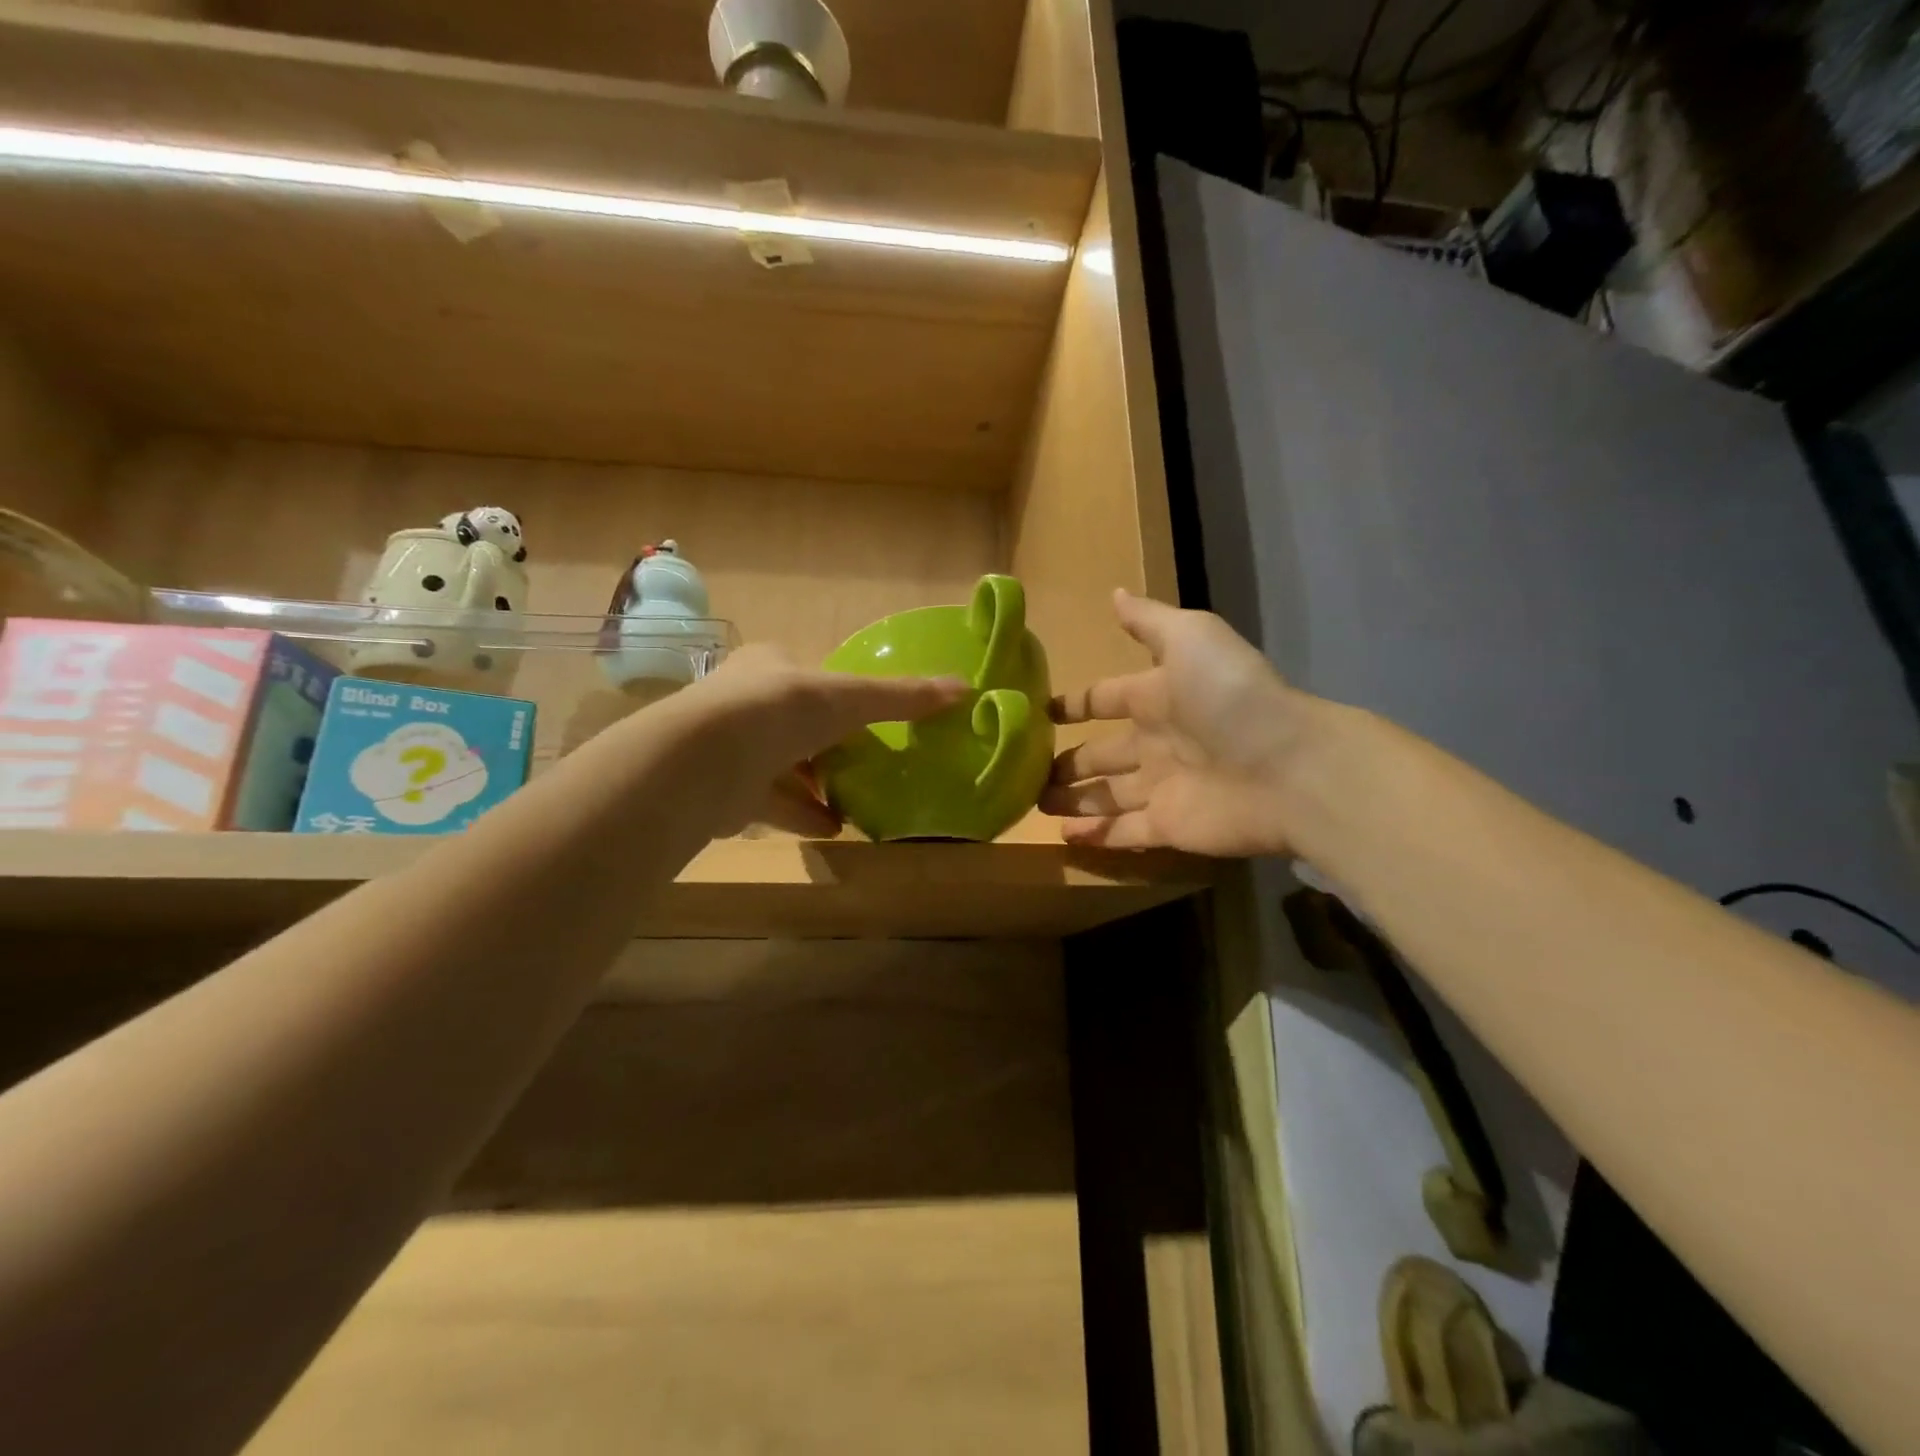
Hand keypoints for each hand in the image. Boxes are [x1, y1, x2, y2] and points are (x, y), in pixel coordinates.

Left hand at [670, 643, 966, 837]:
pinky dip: (803, 815)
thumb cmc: (782, 710)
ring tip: (857, 804)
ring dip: (817, 786)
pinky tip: (834, 829)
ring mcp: (732, 750)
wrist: (708, 760)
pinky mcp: (725, 793)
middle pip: (795, 725)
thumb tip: (965, 688)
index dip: (839, 698)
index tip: (866, 721)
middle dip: (828, 747)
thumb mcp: (851, 698)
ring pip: (783, 768)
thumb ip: (902, 696)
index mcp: (769, 667)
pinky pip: (773, 804)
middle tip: (866, 765)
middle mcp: (745, 704)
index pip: (808, 679)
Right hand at [1041, 590, 1309, 855]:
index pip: (1105, 699)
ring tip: (1034, 803)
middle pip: (1101, 754)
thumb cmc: (1231, 696)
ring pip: (1106, 795)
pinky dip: (1095, 835)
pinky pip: (1123, 832)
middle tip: (1025, 770)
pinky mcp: (1169, 828)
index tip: (1039, 713)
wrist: (1288, 768)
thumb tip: (1113, 593)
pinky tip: (1062, 836)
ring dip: (1073, 799)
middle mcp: (1156, 743)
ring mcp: (1162, 788)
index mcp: (1157, 697)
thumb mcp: (1190, 637)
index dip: (1074, 705)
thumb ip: (1148, 621)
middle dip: (1066, 762)